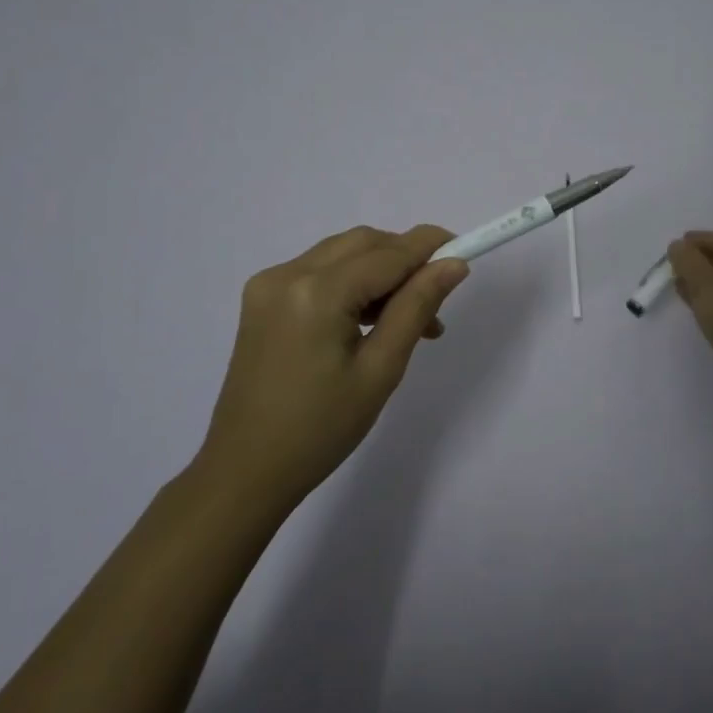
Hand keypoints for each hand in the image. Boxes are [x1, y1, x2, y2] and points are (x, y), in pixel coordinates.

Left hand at [196, 225, 469, 512]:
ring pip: (342, 253)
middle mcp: (288, 273)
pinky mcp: (262, 298)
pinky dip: (352, 282)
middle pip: (363, 243)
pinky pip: (319, 270)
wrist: (246, 470)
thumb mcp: (381, 369)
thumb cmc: (321, 430)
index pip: (388, 253)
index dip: (430, 247)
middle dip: (405, 259)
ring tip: (409, 318)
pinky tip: (370, 319)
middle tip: (436, 300)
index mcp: (317, 293)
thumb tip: (453, 265)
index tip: (466, 250)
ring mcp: (269, 283)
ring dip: (380, 271)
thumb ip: (417, 307)